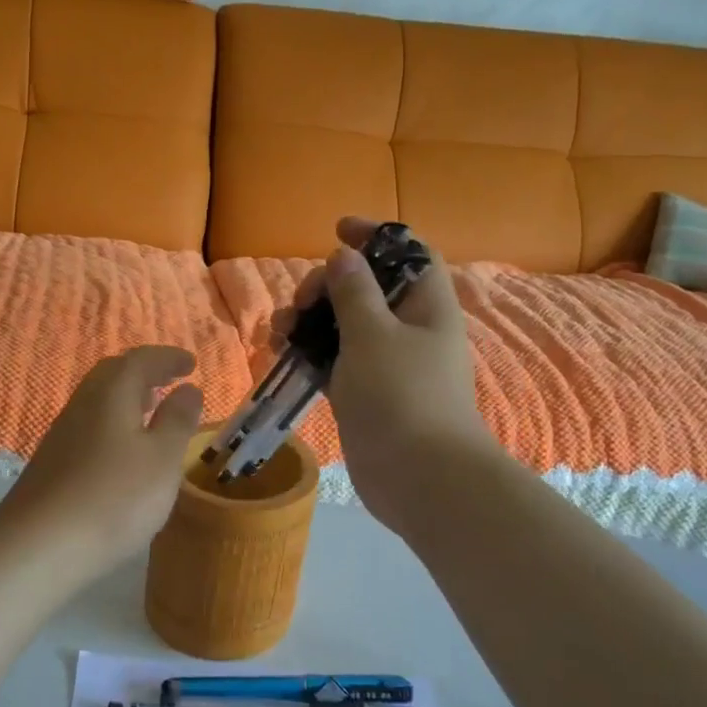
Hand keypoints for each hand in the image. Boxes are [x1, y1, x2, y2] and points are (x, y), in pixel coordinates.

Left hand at [0, 345, 204, 580]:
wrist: (39, 545)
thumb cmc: (115, 497)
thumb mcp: (162, 459)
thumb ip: (178, 421)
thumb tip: (188, 389)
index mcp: (111, 394)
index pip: (141, 360)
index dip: (168, 358)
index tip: (191, 364)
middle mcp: (82, 405)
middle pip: (112, 375)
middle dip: (144, 373)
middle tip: (169, 381)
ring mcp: (61, 435)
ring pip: (98, 402)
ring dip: (126, 399)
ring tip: (150, 412)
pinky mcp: (51, 464)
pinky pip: (88, 427)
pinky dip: (112, 425)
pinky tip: (122, 451)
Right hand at [277, 218, 489, 532]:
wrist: (418, 477)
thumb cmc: (401, 396)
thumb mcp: (374, 334)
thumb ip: (354, 292)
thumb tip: (345, 255)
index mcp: (427, 306)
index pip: (407, 253)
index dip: (376, 235)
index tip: (337, 229)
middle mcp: (409, 330)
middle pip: (367, 289)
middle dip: (328, 285)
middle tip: (301, 301)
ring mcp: (386, 364)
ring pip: (344, 326)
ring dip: (310, 320)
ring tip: (278, 331)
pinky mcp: (365, 393)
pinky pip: (334, 360)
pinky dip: (309, 352)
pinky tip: (279, 352)